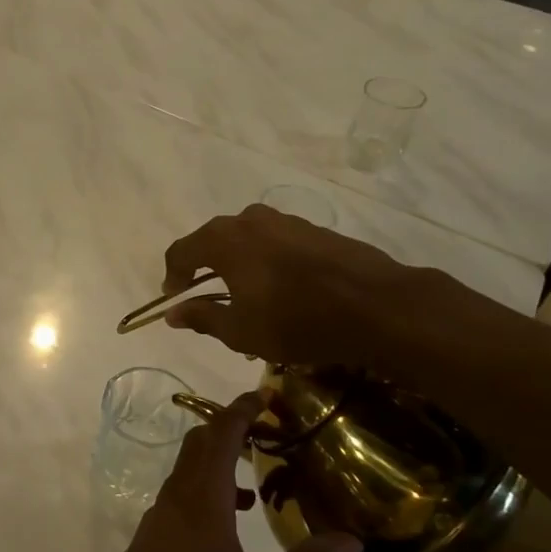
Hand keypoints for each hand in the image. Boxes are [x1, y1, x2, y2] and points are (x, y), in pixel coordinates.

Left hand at [85, 393, 360, 551]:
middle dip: (230, 429)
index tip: (264, 394)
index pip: (222, 433)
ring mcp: (162, 510)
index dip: (242, 408)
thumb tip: (352, 542)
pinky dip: (206, 488)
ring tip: (254, 481)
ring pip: (189, 467)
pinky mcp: (154, 531)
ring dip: (218, 461)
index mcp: (204, 492)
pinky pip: (182, 491)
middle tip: (264, 432)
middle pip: (201, 441)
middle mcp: (179, 491)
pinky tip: (227, 522)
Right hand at [160, 204, 465, 366]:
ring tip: (247, 296)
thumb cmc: (297, 321)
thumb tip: (174, 313)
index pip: (181, 251)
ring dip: (237, 264)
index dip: (173, 277)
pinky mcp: (314, 229)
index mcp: (224, 240)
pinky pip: (275, 242)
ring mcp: (285, 221)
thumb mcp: (241, 331)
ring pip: (246, 239)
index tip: (176, 300)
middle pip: (213, 240)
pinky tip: (281, 289)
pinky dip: (266, 261)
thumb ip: (203, 318)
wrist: (377, 306)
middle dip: (204, 268)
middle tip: (208, 299)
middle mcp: (249, 220)